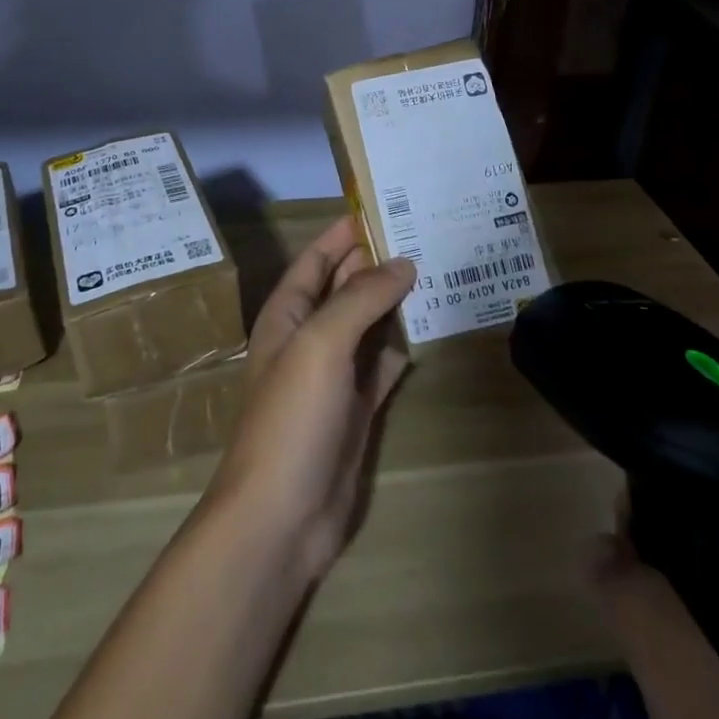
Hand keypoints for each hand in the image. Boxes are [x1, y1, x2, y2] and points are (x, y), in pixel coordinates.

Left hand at [204, 217, 414, 582]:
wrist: (281, 516)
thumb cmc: (292, 417)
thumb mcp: (321, 343)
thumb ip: (360, 298)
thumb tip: (402, 262)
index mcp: (287, 314)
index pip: (317, 258)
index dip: (345, 231)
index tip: (384, 203)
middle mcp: (308, 337)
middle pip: (345, 287)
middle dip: (377, 261)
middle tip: (424, 232)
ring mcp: (333, 375)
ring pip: (367, 324)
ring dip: (394, 302)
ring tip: (437, 271)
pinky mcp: (356, 409)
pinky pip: (382, 365)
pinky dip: (401, 346)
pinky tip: (428, 329)